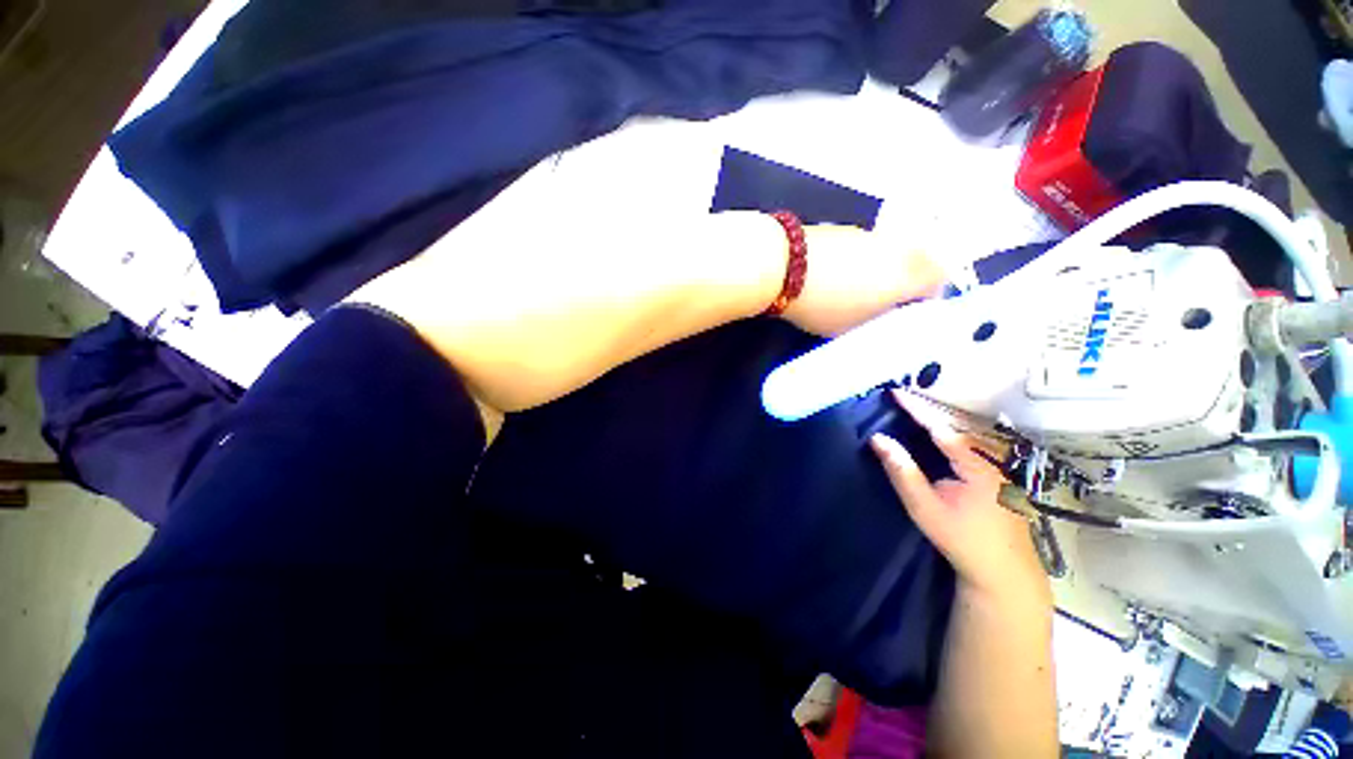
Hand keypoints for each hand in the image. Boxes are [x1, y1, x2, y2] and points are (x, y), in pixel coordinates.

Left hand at [352, 200, 943, 420]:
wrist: (450, 357)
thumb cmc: (543, 311)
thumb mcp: (665, 280)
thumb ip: (779, 265)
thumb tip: (895, 265)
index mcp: (675, 165)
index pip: (805, 191)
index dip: (869, 234)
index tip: (921, 280)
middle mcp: (667, 189)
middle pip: (785, 221)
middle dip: (846, 264)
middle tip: (900, 309)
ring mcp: (647, 238)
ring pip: (757, 255)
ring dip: (810, 288)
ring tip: (862, 322)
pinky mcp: (633, 283)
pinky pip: (720, 286)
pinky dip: (763, 306)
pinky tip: (784, 325)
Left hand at [783, 225, 943, 336]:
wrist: (783, 264)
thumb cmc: (822, 304)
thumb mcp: (851, 327)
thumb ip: (876, 318)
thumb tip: (882, 310)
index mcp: (907, 276)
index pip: (938, 281)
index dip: (926, 298)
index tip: (907, 312)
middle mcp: (897, 248)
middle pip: (915, 263)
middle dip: (902, 283)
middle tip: (879, 303)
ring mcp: (869, 235)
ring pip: (886, 254)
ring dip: (877, 270)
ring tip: (847, 291)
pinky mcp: (843, 228)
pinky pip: (861, 248)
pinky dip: (854, 261)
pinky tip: (830, 275)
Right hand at [869, 390, 1048, 603]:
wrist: (1003, 572)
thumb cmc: (962, 540)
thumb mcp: (924, 507)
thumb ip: (901, 471)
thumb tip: (878, 439)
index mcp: (978, 465)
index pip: (940, 426)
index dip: (916, 408)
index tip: (895, 392)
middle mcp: (993, 459)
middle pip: (956, 425)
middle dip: (927, 409)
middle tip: (899, 398)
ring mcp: (1000, 467)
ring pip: (965, 434)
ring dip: (938, 420)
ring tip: (912, 409)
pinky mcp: (999, 475)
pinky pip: (970, 446)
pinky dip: (948, 434)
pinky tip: (934, 434)